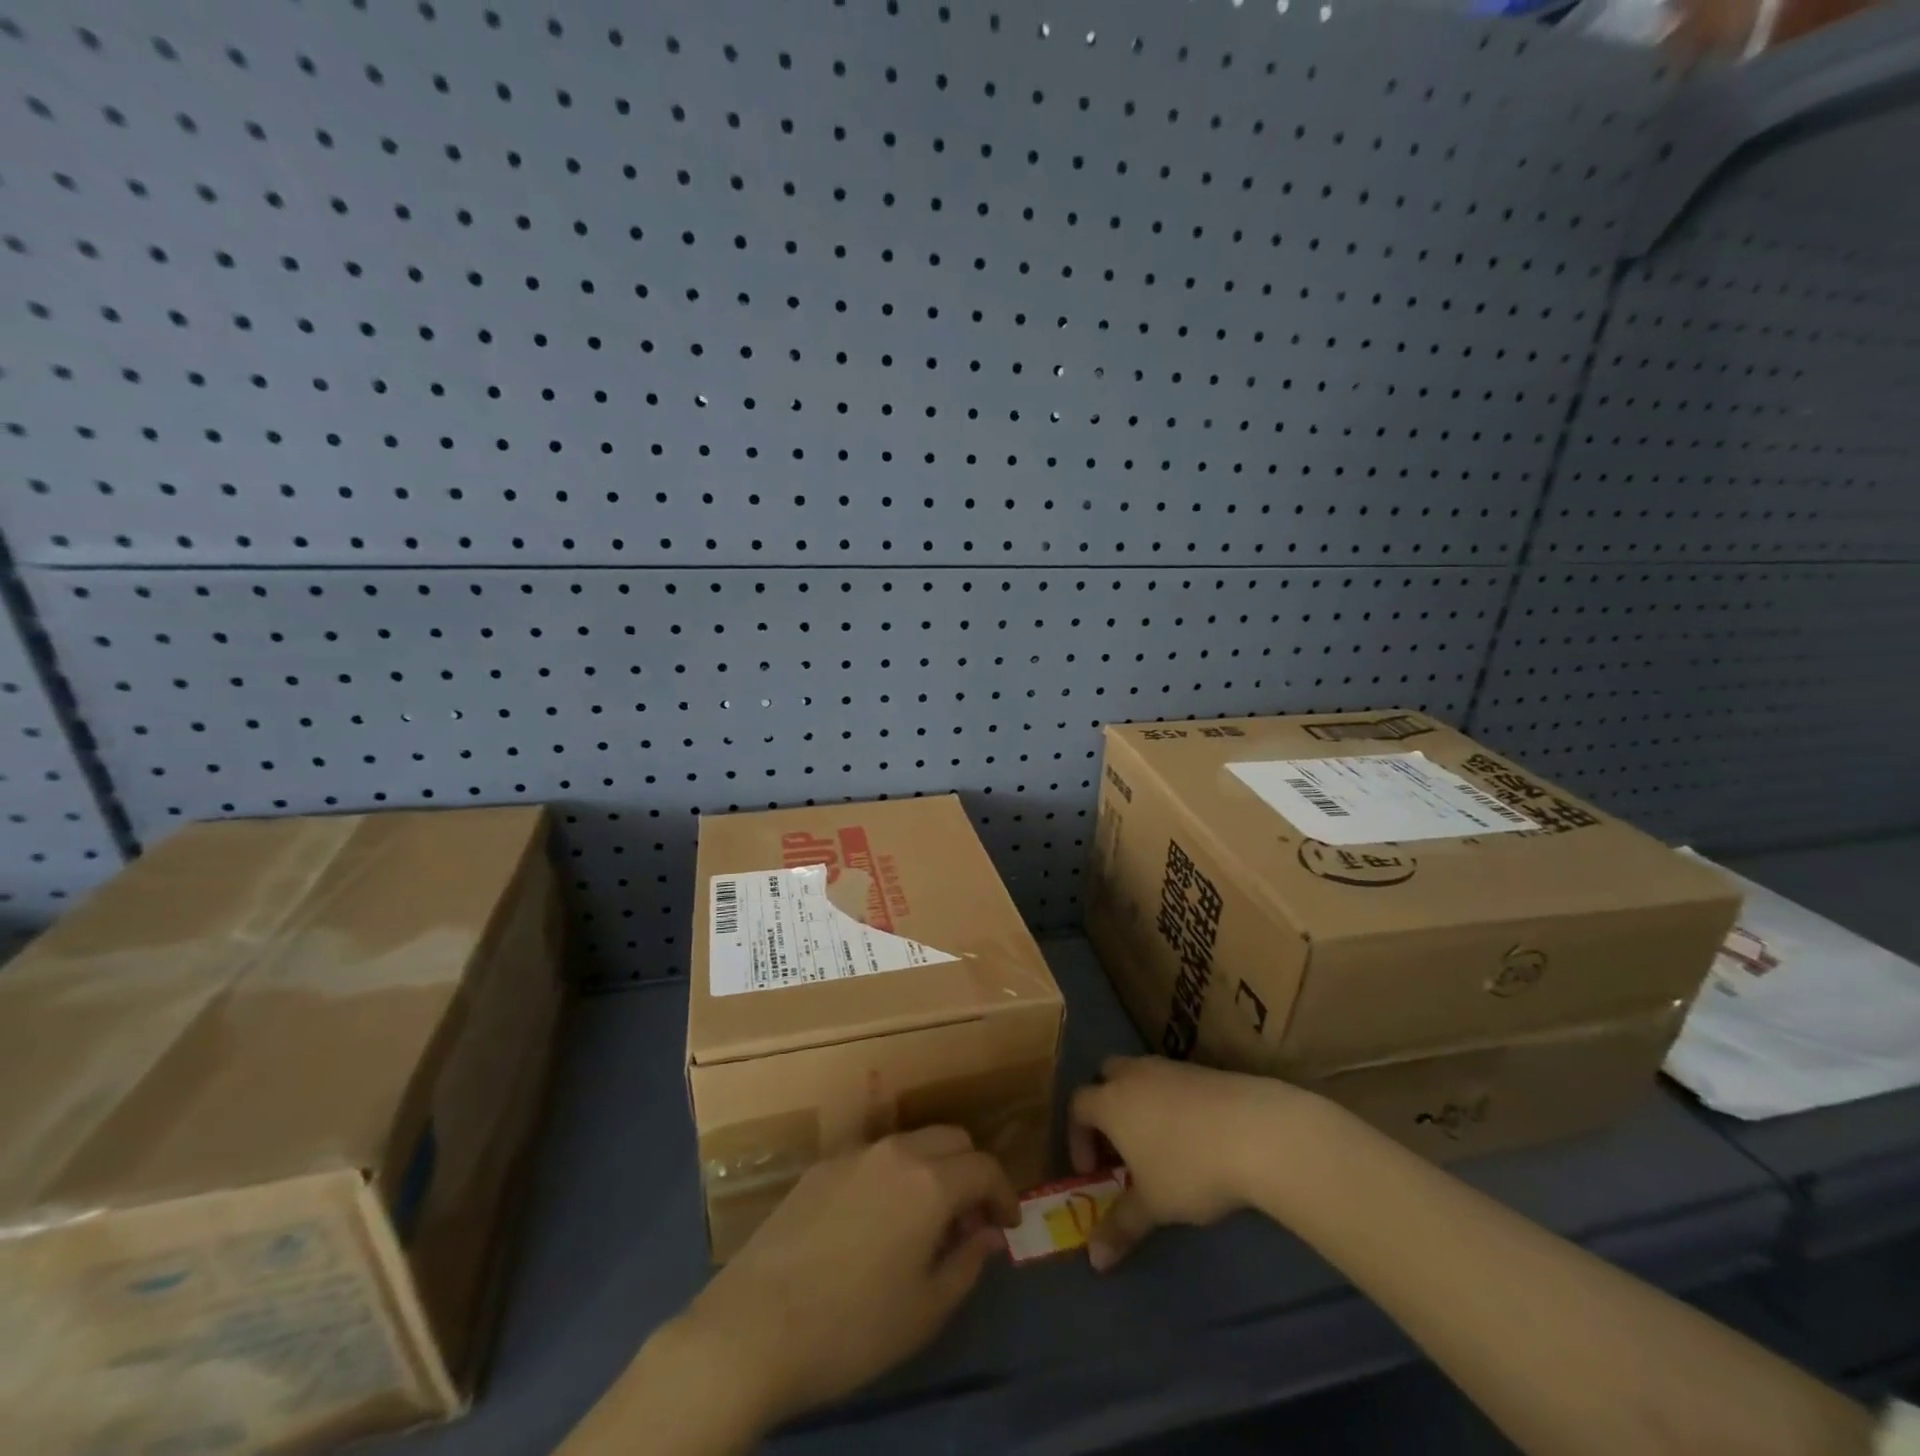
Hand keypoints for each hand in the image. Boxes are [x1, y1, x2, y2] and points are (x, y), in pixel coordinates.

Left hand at [674, 1126, 1018, 1430]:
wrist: (753, 1327)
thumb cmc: (851, 1328)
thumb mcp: (925, 1311)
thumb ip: (967, 1263)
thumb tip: (988, 1234)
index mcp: (929, 1181)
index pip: (985, 1166)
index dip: (1005, 1192)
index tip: (1007, 1225)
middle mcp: (895, 1151)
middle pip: (951, 1137)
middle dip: (971, 1169)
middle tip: (970, 1218)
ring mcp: (853, 1153)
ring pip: (912, 1141)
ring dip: (933, 1167)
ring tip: (927, 1219)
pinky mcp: (820, 1166)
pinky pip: (874, 1156)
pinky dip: (895, 1173)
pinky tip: (879, 1219)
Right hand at [1069, 1055, 1310, 1269]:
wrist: (1254, 1130)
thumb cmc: (1189, 1167)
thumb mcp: (1153, 1205)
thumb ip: (1121, 1227)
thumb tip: (1094, 1261)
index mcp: (1110, 1100)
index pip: (1078, 1106)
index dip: (1078, 1137)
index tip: (1092, 1171)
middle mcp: (1133, 1075)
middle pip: (1105, 1076)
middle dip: (1105, 1107)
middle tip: (1119, 1146)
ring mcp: (1169, 1067)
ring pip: (1140, 1075)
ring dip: (1138, 1103)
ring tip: (1157, 1144)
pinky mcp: (1201, 1070)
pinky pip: (1171, 1080)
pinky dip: (1170, 1102)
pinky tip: (1192, 1136)